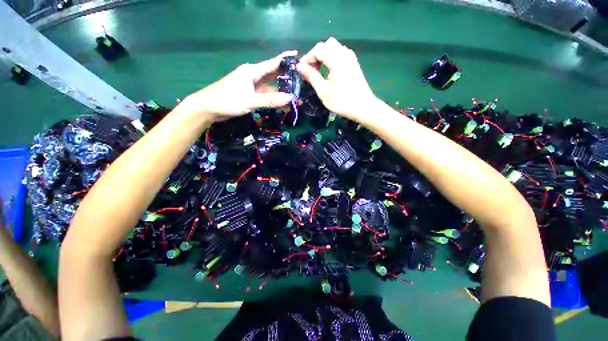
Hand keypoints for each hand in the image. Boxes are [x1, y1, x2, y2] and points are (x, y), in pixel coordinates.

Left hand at [181, 51, 296, 120]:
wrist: (208, 107)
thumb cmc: (227, 100)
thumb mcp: (250, 101)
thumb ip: (270, 100)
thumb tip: (291, 99)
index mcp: (252, 71)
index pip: (273, 63)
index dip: (286, 60)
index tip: (299, 57)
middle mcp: (253, 76)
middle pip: (273, 75)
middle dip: (287, 77)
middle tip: (302, 81)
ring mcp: (251, 86)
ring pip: (270, 86)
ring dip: (281, 90)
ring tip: (295, 94)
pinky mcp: (249, 95)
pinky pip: (265, 94)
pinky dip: (273, 98)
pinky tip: (282, 101)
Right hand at [297, 38, 377, 120]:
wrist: (363, 107)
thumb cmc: (342, 101)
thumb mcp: (324, 91)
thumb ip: (311, 76)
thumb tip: (299, 67)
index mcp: (337, 59)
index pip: (318, 49)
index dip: (307, 58)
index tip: (300, 70)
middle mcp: (344, 53)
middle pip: (326, 45)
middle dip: (315, 56)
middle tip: (309, 71)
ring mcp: (350, 58)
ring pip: (333, 48)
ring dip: (323, 56)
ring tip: (318, 72)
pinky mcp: (353, 63)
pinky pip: (339, 54)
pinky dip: (330, 58)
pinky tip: (328, 71)